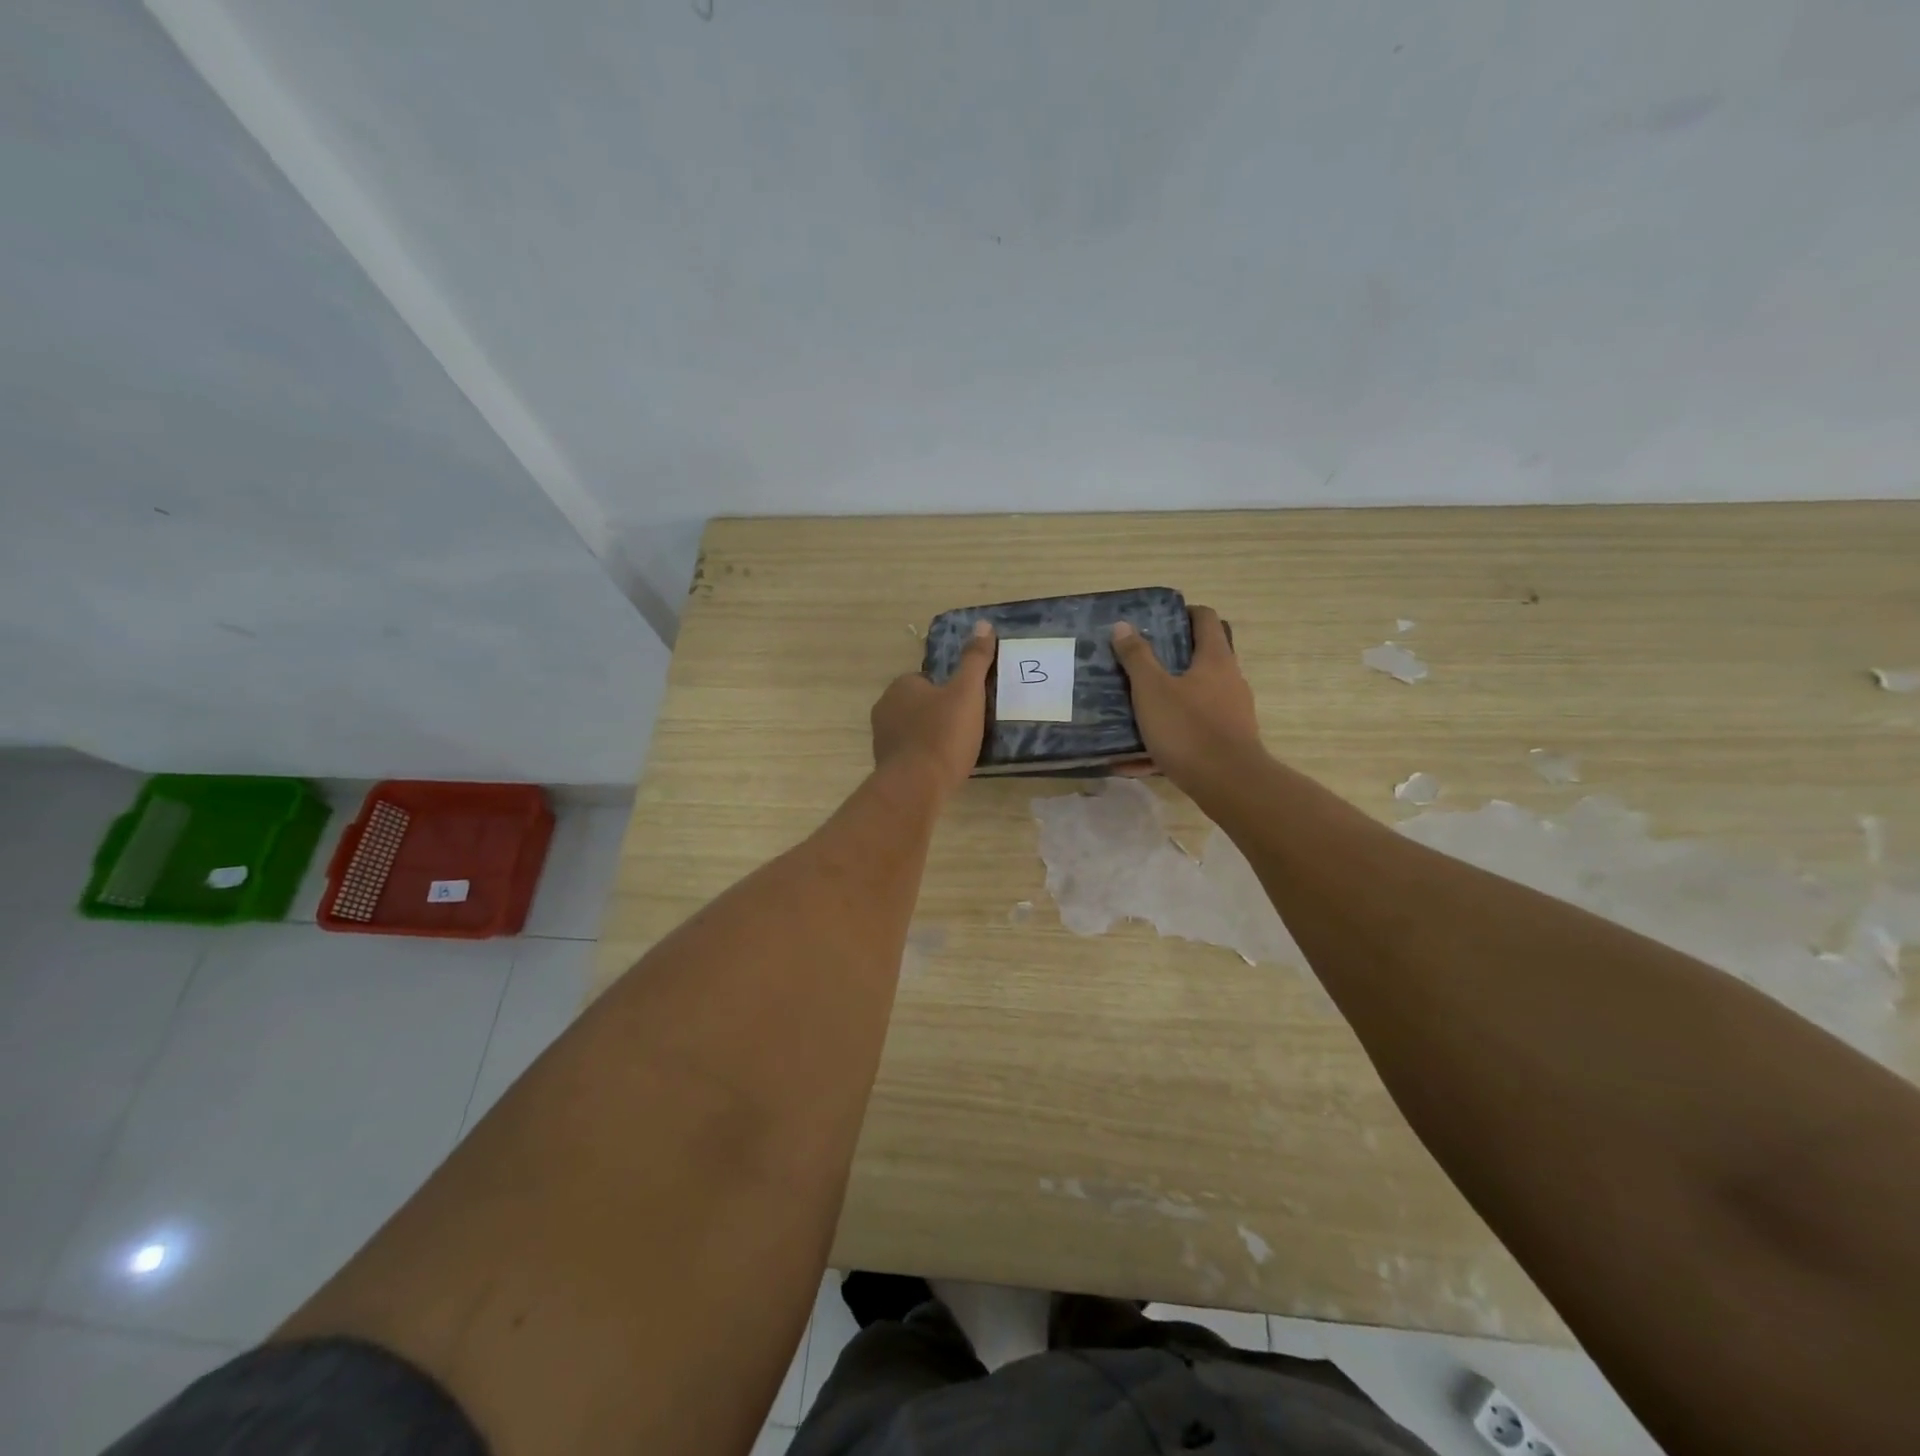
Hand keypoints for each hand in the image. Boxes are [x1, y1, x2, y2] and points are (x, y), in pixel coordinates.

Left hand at [871, 620, 995, 792]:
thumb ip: (975, 660)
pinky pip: (910, 754)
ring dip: (931, 737)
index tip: (967, 705)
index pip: (927, 679)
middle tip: (966, 728)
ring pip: (913, 730)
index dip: (948, 691)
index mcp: (901, 686)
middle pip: (919, 705)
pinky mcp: (886, 766)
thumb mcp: (967, 692)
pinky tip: (942, 768)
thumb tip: (983, 624)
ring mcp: (882, 739)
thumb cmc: (943, 734)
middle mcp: (885, 708)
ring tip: (957, 750)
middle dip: (938, 713)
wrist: (916, 786)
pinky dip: (924, 758)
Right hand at [1110, 606, 1263, 792]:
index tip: (1159, 619)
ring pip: (1197, 697)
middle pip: (1203, 658)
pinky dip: (1169, 736)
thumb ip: (1136, 657)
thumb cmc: (1188, 728)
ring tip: (1137, 708)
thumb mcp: (1152, 690)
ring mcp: (1233, 712)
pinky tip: (1137, 759)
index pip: (1205, 619)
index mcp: (1215, 659)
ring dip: (1169, 698)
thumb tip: (1123, 626)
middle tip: (1141, 662)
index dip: (1184, 613)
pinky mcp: (1228, 741)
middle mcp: (1230, 680)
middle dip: (1172, 659)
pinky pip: (1193, 731)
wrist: (1229, 783)